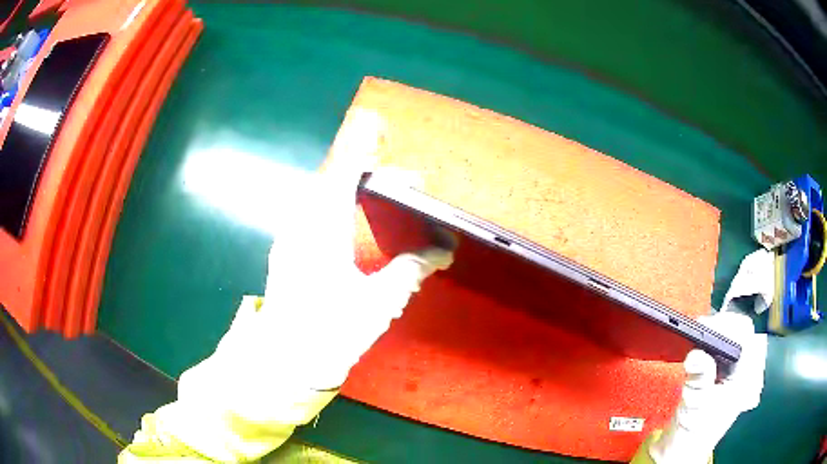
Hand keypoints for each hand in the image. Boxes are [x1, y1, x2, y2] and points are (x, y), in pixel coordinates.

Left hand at [122, 109, 453, 461]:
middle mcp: (301, 222)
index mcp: (322, 228)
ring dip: (352, 185)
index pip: (344, 171)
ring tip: (385, 195)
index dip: (362, 145)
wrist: (284, 362)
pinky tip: (355, 216)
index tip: (380, 126)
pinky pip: (314, 209)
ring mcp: (290, 233)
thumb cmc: (329, 333)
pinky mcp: (288, 246)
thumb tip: (441, 251)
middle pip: (334, 177)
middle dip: (369, 170)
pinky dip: (338, 201)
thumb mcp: (378, 303)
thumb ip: (410, 269)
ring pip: (322, 192)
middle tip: (406, 185)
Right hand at [649, 311, 767, 462]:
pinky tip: (700, 346)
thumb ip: (699, 379)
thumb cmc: (692, 433)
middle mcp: (743, 371)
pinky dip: (710, 341)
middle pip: (740, 333)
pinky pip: (721, 348)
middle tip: (699, 330)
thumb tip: (695, 352)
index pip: (746, 337)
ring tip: (698, 335)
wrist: (681, 450)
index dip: (729, 327)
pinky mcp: (720, 374)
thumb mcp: (695, 407)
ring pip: (731, 337)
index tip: (705, 327)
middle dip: (721, 326)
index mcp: (744, 379)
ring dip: (715, 332)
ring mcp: (732, 372)